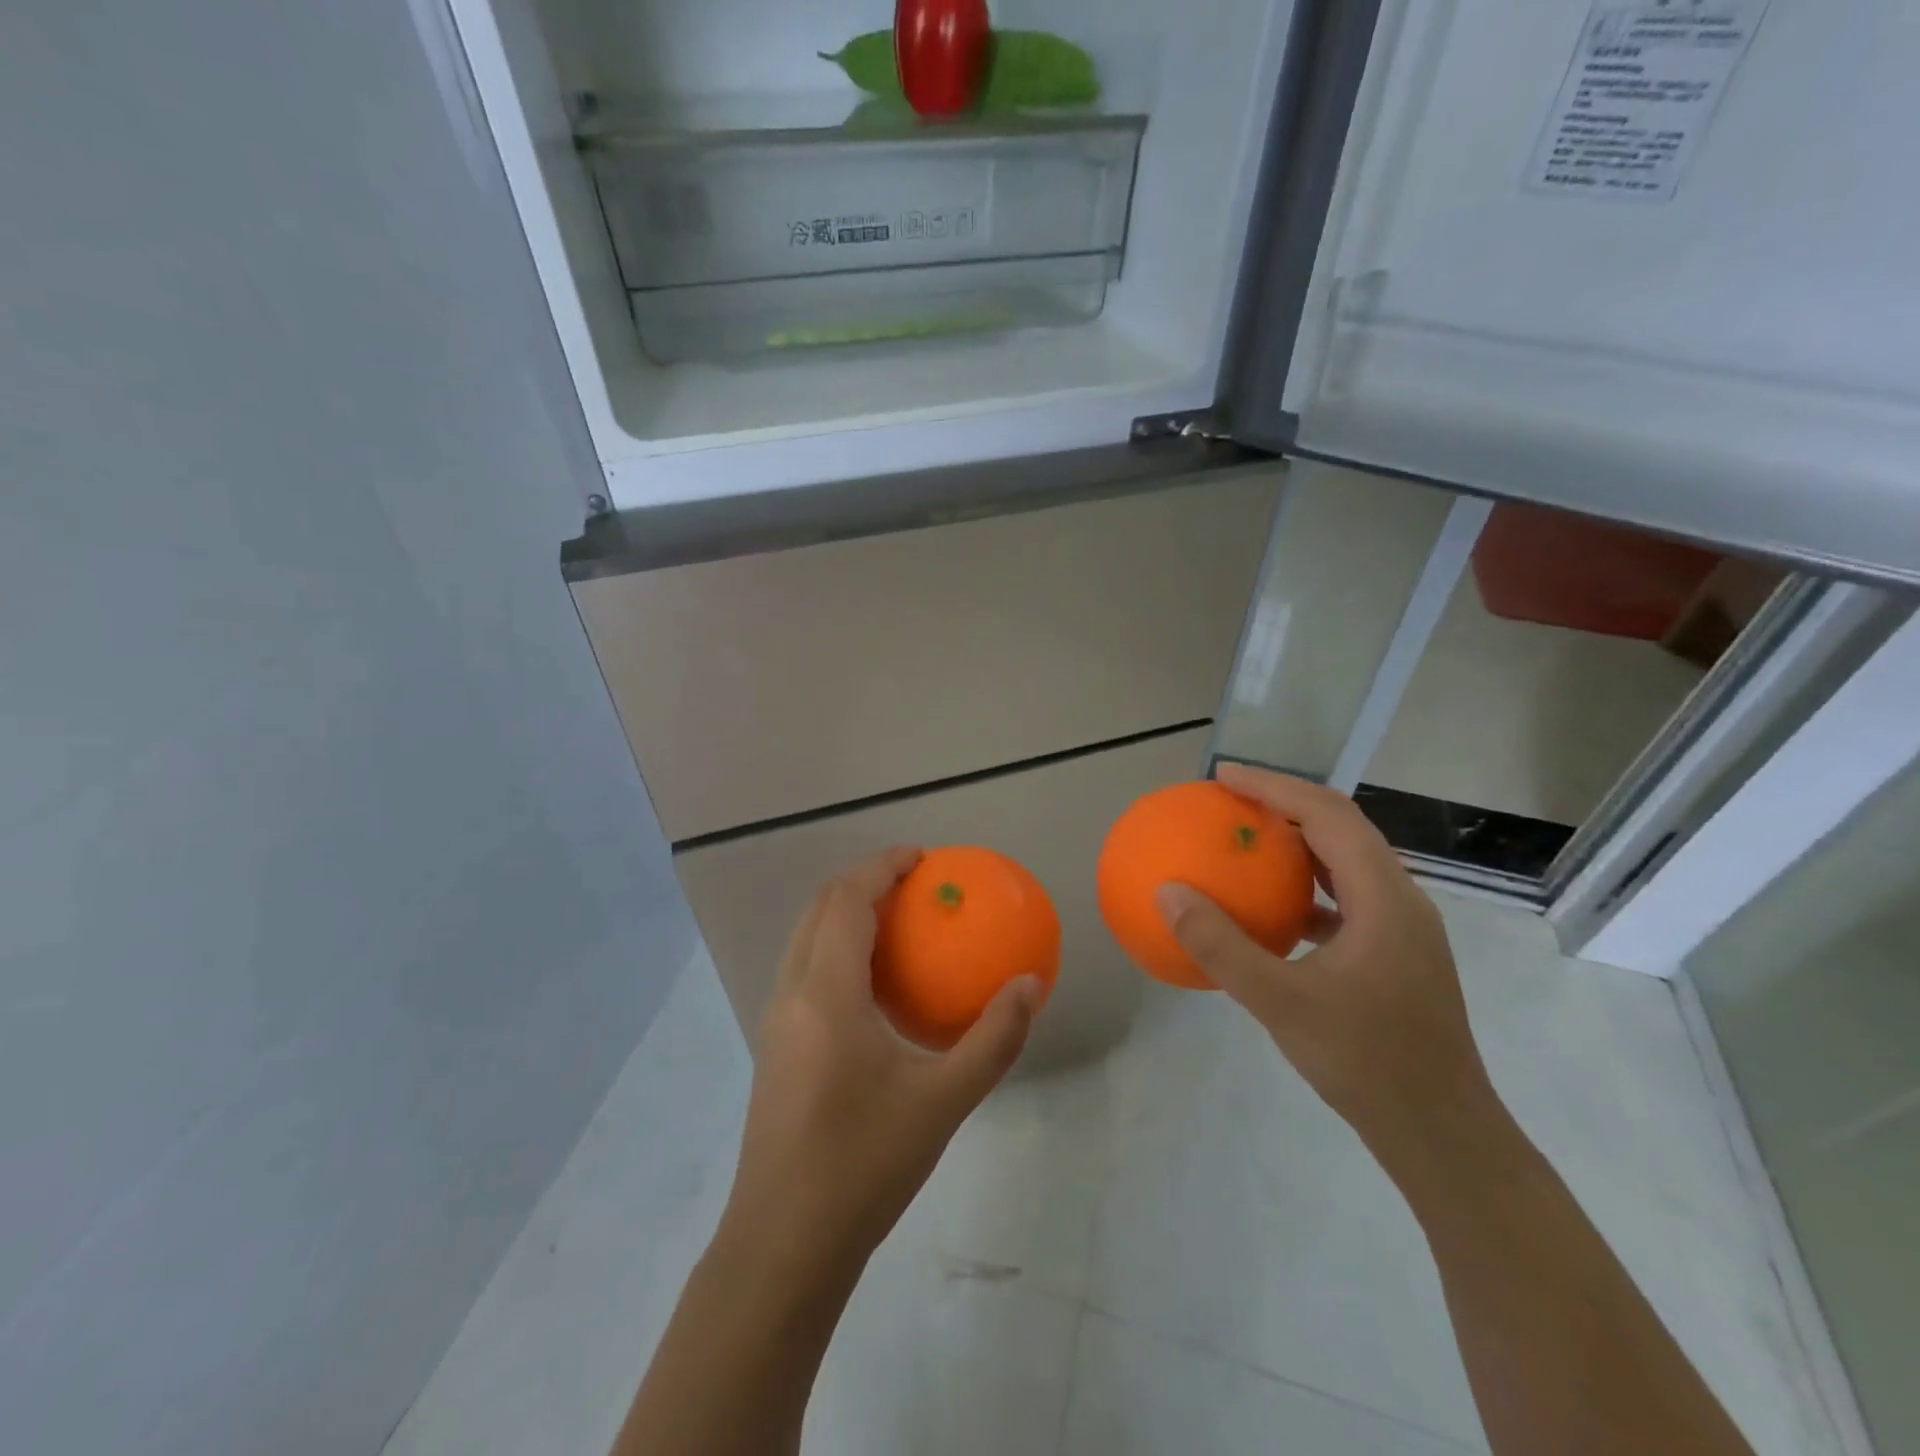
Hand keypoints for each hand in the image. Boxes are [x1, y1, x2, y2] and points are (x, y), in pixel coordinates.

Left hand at [719, 845, 1043, 1274]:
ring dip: (844, 912)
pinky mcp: (774, 1045)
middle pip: (820, 907)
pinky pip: (803, 968)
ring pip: (805, 937)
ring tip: (896, 922)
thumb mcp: (943, 1101)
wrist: (784, 1244)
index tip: (922, 857)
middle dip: (863, 880)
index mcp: (826, 993)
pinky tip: (874, 984)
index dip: (882, 866)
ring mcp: (775, 1019)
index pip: (848, 900)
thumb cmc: (865, 1165)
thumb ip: (993, 1038)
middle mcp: (791, 992)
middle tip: (913, 882)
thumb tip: (1030, 984)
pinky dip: (835, 947)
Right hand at [1155, 764, 1498, 1165]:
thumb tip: (1167, 892)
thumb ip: (1221, 946)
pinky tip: (1272, 908)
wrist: (1441, 1134)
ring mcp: (1403, 927)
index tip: (1223, 776)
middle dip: (1285, 802)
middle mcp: (1401, 899)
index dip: (1275, 787)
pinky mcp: (1395, 953)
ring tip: (1248, 838)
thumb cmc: (1366, 1063)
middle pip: (1342, 826)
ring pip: (1346, 860)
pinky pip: (1345, 897)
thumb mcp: (1280, 1003)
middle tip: (1230, 799)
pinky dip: (1306, 885)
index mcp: (1384, 898)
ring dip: (1298, 841)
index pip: (1328, 815)